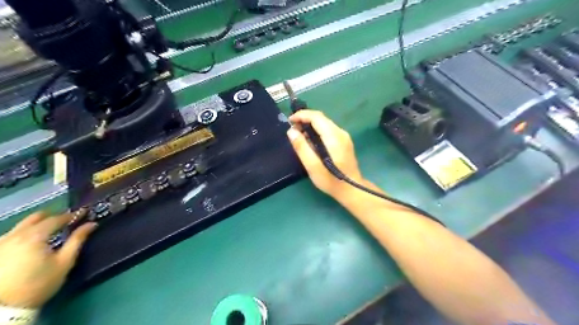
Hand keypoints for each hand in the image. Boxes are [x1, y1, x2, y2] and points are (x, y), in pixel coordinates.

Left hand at [1, 211, 95, 306]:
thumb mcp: (64, 262)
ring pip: (20, 225)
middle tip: (66, 219)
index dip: (71, 215)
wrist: (3, 308)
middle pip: (35, 218)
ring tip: (49, 229)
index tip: (83, 213)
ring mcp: (0, 243)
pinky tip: (29, 240)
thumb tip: (91, 224)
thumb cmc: (39, 283)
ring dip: (36, 224)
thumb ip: (77, 240)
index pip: (56, 219)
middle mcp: (15, 235)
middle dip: (52, 216)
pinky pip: (10, 235)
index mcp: (35, 236)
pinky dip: (23, 233)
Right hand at [286, 110, 362, 200]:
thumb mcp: (312, 166)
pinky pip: (329, 130)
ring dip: (311, 125)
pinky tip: (311, 141)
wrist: (351, 189)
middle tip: (293, 130)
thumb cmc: (330, 180)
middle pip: (321, 118)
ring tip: (299, 136)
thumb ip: (301, 147)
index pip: (317, 117)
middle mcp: (341, 133)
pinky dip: (318, 131)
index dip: (302, 115)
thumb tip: (291, 131)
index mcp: (333, 137)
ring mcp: (344, 137)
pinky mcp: (344, 142)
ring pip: (325, 124)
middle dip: (305, 119)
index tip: (290, 121)